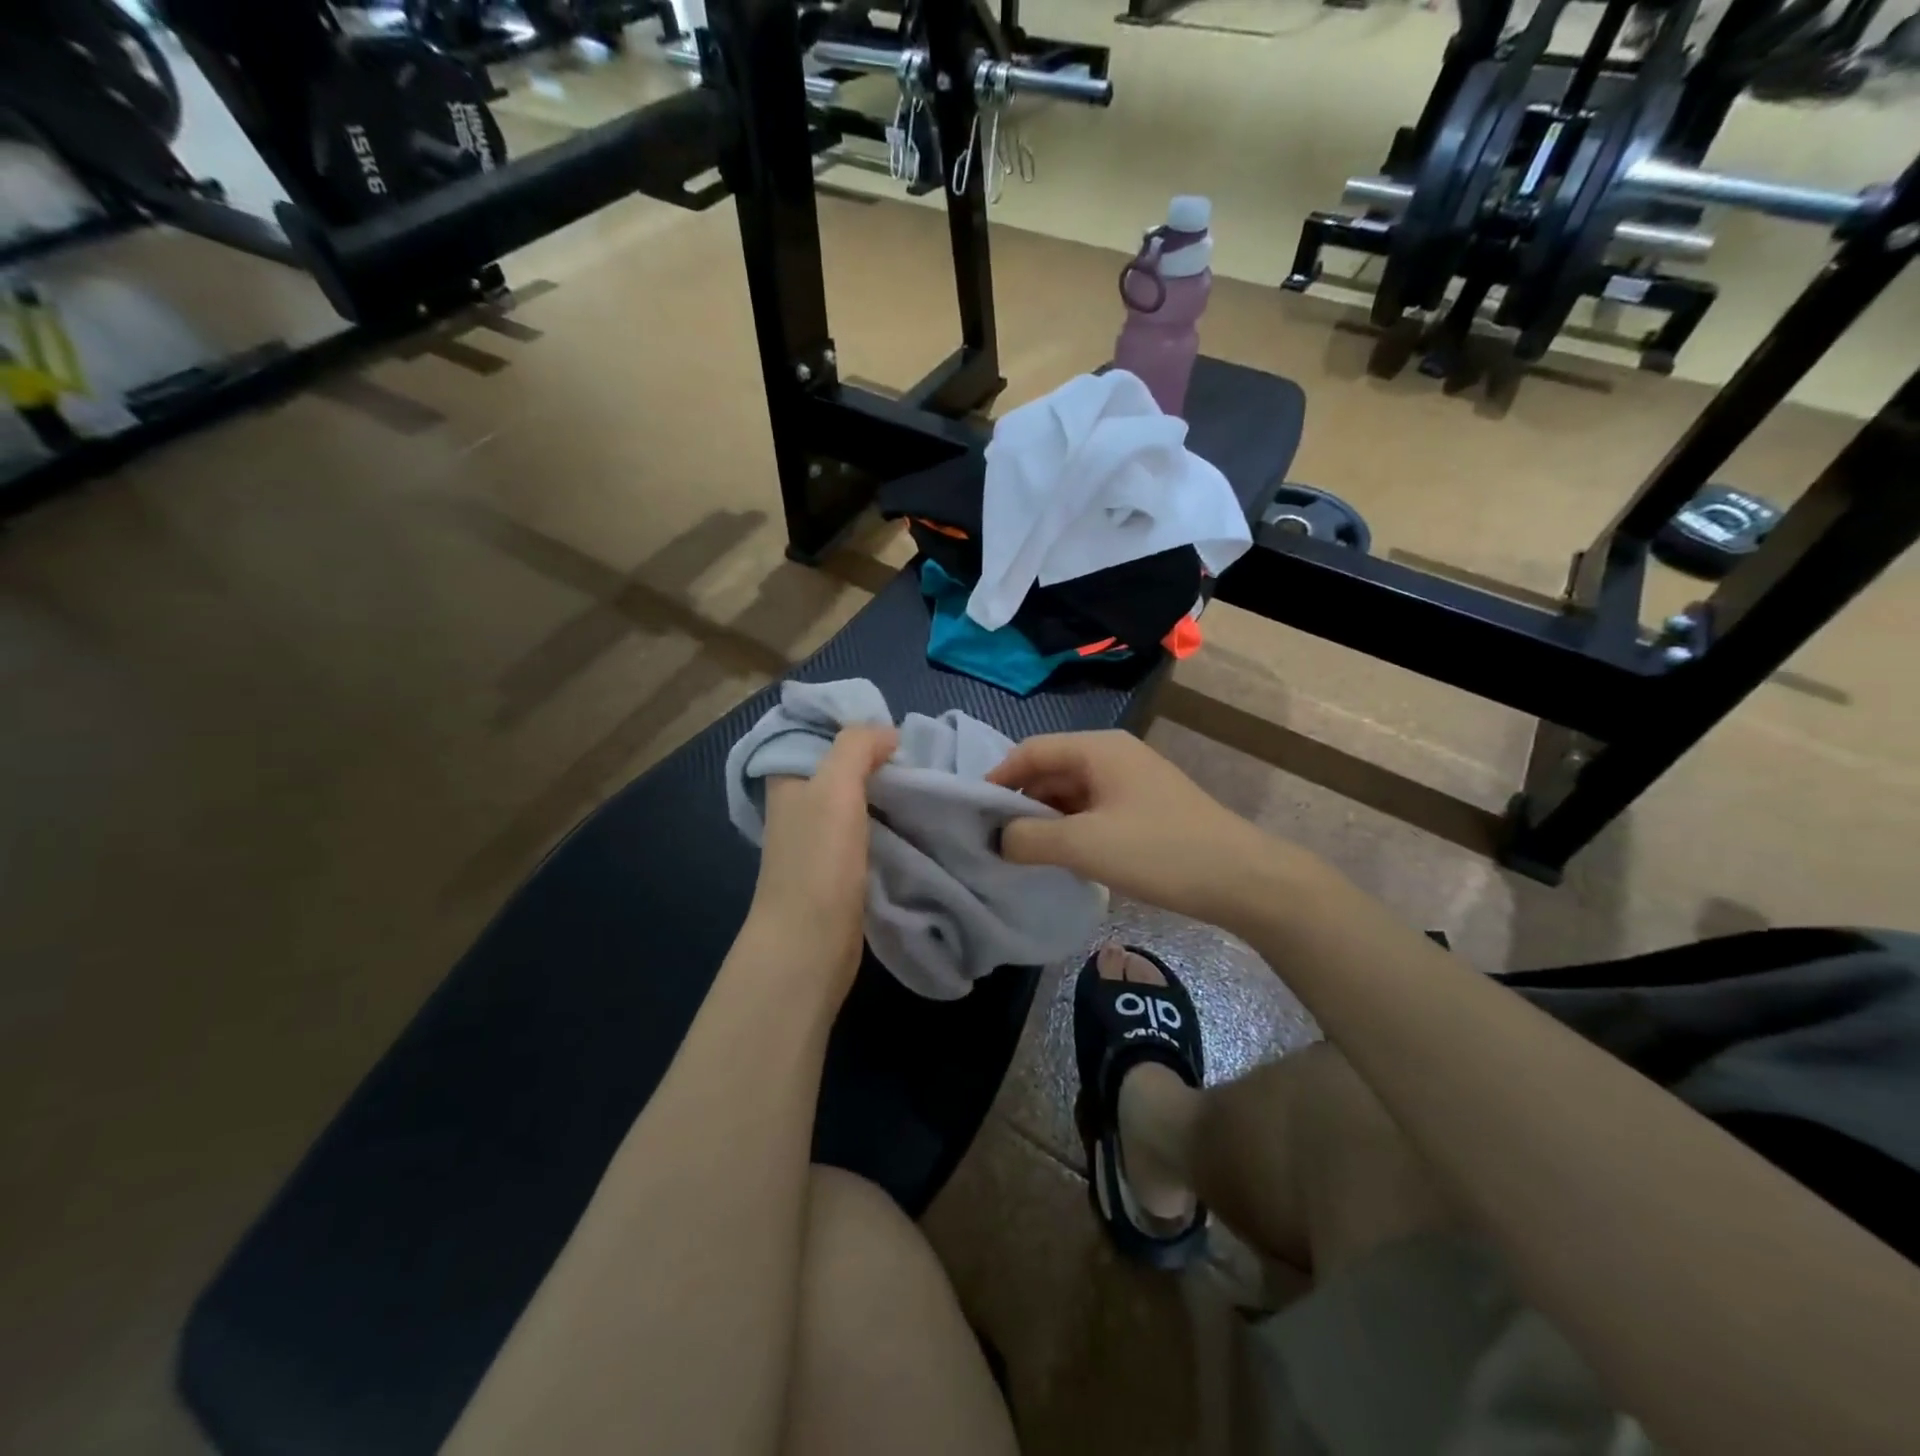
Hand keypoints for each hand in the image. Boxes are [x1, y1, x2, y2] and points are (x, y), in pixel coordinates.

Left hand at [748, 725, 897, 991]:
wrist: (810, 942)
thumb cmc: (818, 859)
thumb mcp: (835, 785)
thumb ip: (857, 746)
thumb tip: (888, 734)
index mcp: (788, 778)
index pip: (819, 733)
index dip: (854, 725)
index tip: (895, 728)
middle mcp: (800, 804)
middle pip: (843, 767)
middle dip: (879, 759)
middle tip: (922, 756)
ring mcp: (820, 838)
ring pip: (860, 799)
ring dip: (889, 792)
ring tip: (928, 782)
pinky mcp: (840, 867)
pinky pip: (870, 830)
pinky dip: (891, 821)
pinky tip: (917, 818)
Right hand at [987, 731, 1297, 930]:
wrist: (1242, 879)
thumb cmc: (1159, 851)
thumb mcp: (1084, 845)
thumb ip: (1029, 838)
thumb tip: (997, 839)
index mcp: (1098, 748)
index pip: (1030, 751)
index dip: (997, 779)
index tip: (973, 815)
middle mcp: (1113, 756)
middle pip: (1050, 770)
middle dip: (1020, 802)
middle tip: (992, 840)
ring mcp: (1131, 782)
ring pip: (1071, 793)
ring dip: (1045, 819)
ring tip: (1021, 853)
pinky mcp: (1144, 809)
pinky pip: (1092, 810)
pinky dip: (1071, 829)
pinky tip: (1061, 857)